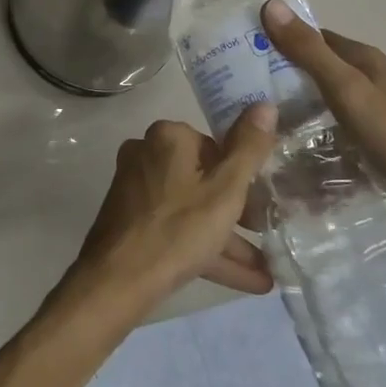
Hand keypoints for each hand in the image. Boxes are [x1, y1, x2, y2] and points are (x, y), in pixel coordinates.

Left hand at [63, 109, 279, 315]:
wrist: (118, 279)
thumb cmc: (177, 228)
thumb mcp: (224, 190)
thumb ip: (248, 149)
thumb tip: (265, 105)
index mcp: (168, 137)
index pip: (215, 147)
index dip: (242, 177)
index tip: (264, 205)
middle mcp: (147, 153)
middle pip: (203, 179)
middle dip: (238, 213)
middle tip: (267, 235)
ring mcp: (137, 187)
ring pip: (192, 209)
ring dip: (228, 239)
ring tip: (266, 272)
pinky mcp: (132, 218)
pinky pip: (177, 227)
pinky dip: (207, 249)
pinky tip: (248, 281)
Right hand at [260, 0, 385, 246]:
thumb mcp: (346, 89)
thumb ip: (309, 51)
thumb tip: (270, 5)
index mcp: (365, 59)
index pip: (314, 36)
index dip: (281, 38)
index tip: (244, 50)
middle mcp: (373, 78)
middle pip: (321, 67)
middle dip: (285, 73)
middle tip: (244, 89)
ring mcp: (380, 111)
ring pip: (329, 99)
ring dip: (300, 104)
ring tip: (263, 119)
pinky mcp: (383, 141)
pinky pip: (339, 127)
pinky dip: (318, 130)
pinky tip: (299, 147)